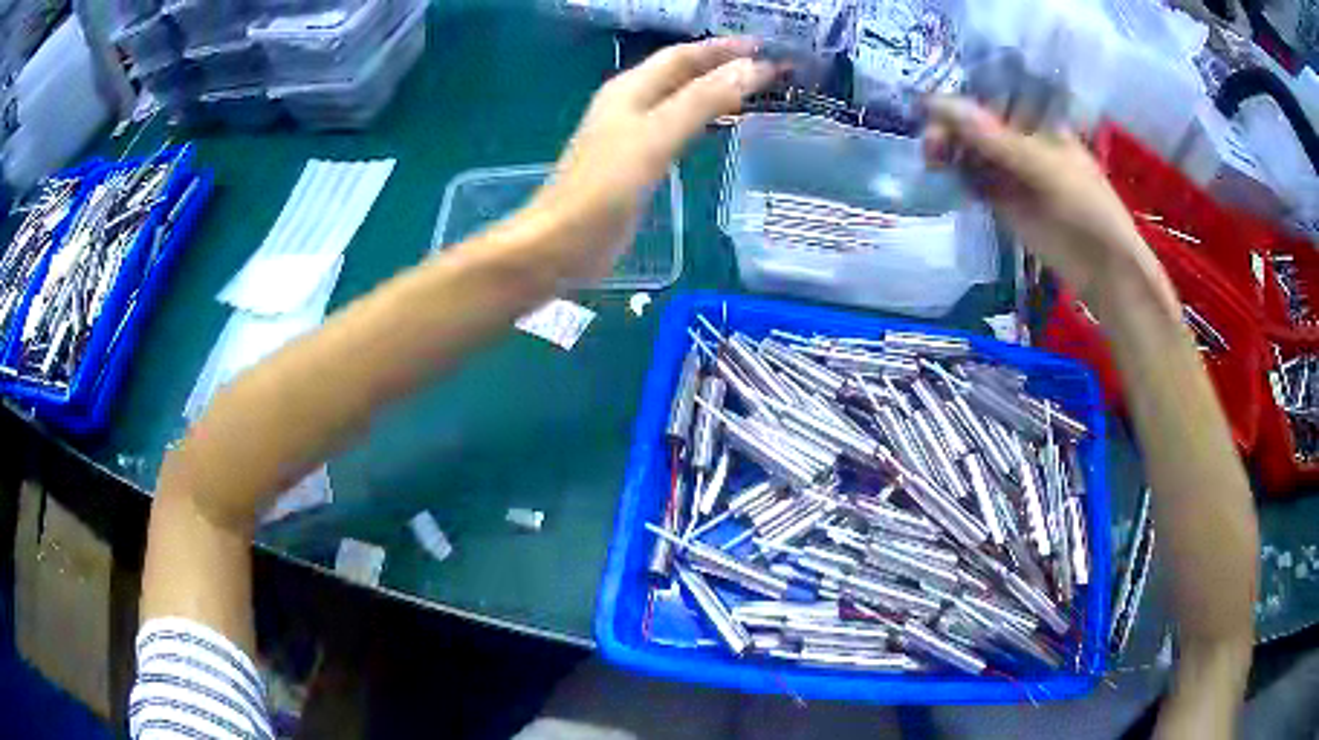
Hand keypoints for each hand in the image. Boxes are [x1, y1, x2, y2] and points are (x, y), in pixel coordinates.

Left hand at [525, 38, 778, 281]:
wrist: (563, 243)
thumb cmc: (605, 187)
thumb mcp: (657, 136)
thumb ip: (703, 100)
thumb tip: (752, 66)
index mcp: (630, 89)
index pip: (683, 55)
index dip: (724, 48)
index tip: (767, 47)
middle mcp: (630, 104)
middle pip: (682, 74)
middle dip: (723, 66)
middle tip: (769, 69)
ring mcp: (631, 134)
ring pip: (680, 100)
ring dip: (715, 91)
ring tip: (754, 92)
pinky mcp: (636, 163)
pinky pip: (677, 129)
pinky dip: (703, 121)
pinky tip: (720, 128)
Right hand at [923, 97, 1175, 310]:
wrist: (1102, 268)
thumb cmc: (1087, 208)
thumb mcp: (1045, 168)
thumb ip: (995, 138)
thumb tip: (939, 103)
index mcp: (1036, 118)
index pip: (989, 93)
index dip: (960, 94)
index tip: (932, 104)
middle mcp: (1020, 136)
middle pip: (974, 120)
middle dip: (949, 124)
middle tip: (932, 142)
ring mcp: (1010, 168)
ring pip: (968, 148)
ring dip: (947, 148)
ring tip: (932, 159)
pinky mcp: (1002, 198)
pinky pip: (971, 177)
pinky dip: (954, 173)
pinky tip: (941, 173)